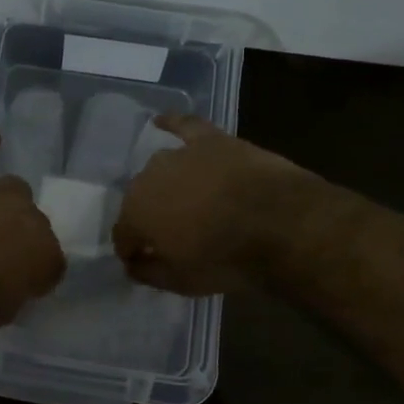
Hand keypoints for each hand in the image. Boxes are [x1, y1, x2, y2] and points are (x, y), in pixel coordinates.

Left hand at [0, 128, 64, 328]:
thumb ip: (14, 292)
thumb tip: (14, 282)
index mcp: (44, 254)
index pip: (51, 263)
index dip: (35, 275)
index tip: (19, 286)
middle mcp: (28, 215)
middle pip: (33, 223)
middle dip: (19, 237)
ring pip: (12, 189)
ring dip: (3, 204)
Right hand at [112, 115, 316, 295]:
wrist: (280, 224)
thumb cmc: (225, 259)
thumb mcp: (180, 282)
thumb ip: (148, 273)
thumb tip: (133, 265)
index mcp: (135, 214)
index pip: (123, 235)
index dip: (132, 250)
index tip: (143, 262)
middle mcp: (147, 178)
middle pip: (140, 200)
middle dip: (149, 217)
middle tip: (171, 234)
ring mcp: (179, 155)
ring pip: (161, 171)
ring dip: (166, 186)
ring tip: (183, 201)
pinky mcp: (211, 140)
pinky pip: (184, 126)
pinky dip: (172, 124)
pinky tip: (161, 121)